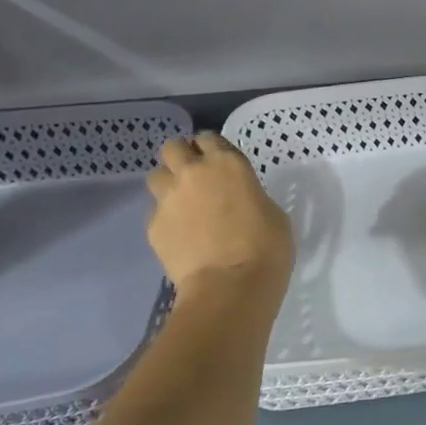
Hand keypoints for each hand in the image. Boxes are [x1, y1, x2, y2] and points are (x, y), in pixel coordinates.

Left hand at [146, 133, 293, 301]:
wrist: (230, 286)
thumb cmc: (266, 249)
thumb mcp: (272, 214)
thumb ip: (251, 197)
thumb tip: (239, 201)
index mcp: (229, 164)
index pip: (209, 138)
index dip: (211, 148)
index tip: (218, 162)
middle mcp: (194, 173)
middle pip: (173, 148)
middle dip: (182, 158)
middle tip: (196, 177)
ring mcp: (168, 199)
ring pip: (156, 176)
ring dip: (168, 184)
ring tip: (183, 205)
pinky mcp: (153, 226)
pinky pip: (155, 212)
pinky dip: (166, 219)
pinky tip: (182, 236)